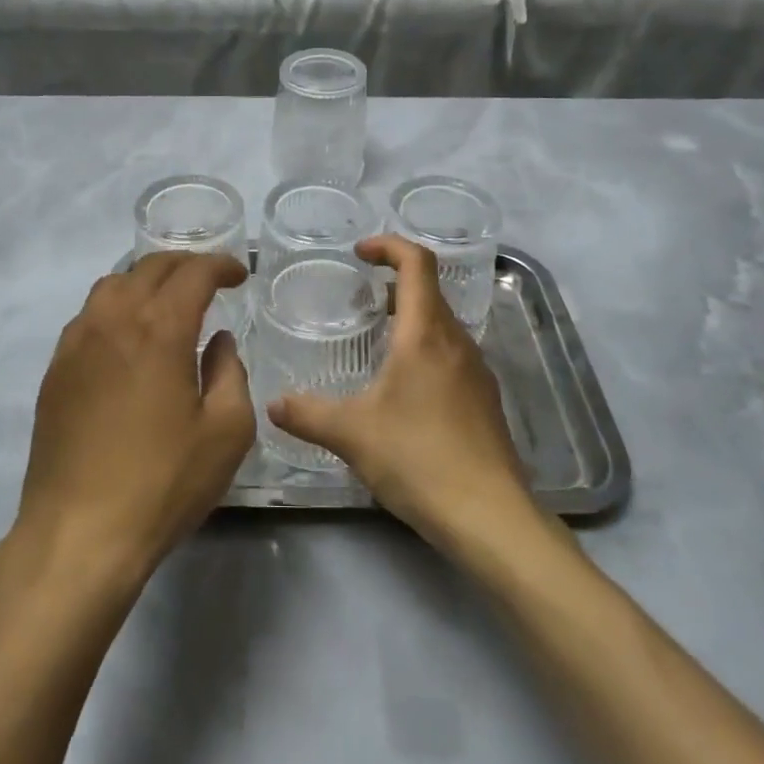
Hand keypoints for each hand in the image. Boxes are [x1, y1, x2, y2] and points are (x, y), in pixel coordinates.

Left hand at [11, 252, 254, 591]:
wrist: (78, 533)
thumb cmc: (162, 483)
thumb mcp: (226, 432)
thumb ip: (230, 373)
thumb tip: (218, 341)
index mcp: (158, 329)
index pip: (193, 273)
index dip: (221, 265)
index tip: (240, 276)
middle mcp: (113, 320)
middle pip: (149, 268)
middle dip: (185, 264)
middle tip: (209, 280)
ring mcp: (76, 342)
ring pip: (112, 285)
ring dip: (146, 281)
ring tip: (167, 301)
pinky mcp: (55, 369)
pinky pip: (88, 315)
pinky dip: (115, 307)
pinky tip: (128, 337)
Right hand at [268, 235, 554, 551]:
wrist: (490, 518)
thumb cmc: (419, 459)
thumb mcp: (351, 434)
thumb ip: (307, 414)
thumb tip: (272, 404)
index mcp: (426, 335)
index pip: (417, 263)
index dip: (389, 246)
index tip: (360, 252)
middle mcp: (457, 343)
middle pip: (430, 292)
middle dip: (394, 284)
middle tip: (360, 298)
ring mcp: (477, 373)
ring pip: (442, 326)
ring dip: (411, 319)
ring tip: (376, 341)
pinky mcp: (485, 402)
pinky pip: (451, 356)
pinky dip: (425, 351)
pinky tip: (403, 389)